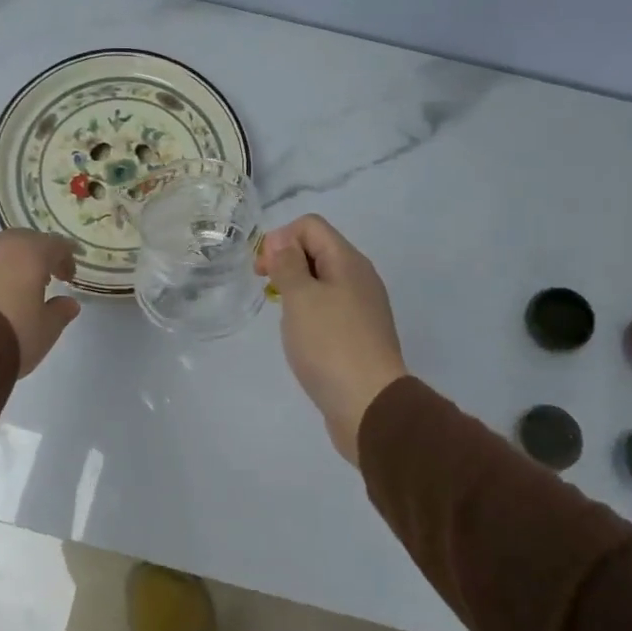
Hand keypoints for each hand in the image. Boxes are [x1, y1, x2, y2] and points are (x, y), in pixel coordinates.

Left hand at [0, 228, 81, 375]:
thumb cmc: (9, 336)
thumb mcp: (45, 331)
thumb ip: (59, 313)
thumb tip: (69, 303)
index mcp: (28, 252)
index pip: (56, 245)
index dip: (65, 259)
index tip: (67, 278)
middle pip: (19, 240)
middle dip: (30, 256)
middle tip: (34, 280)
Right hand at [255, 215, 407, 463]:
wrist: (369, 405)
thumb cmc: (329, 345)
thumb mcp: (301, 298)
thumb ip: (288, 265)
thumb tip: (281, 242)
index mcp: (348, 262)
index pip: (311, 226)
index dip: (280, 238)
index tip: (262, 270)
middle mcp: (360, 278)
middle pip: (318, 250)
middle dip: (286, 261)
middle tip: (265, 288)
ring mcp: (362, 307)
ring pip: (323, 281)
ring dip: (296, 288)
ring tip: (282, 314)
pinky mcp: (359, 335)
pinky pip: (330, 308)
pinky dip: (309, 311)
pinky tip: (300, 335)